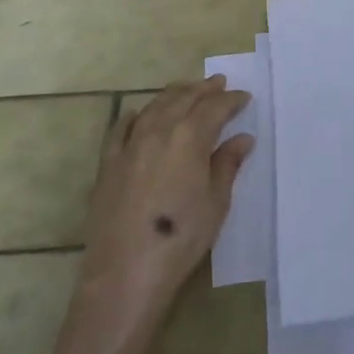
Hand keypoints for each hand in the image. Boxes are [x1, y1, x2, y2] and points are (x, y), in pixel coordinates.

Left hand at [76, 75, 252, 329]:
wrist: (125, 271)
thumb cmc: (181, 238)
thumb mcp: (215, 203)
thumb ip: (227, 165)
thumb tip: (242, 139)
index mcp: (190, 137)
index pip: (215, 108)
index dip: (231, 100)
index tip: (244, 97)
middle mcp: (159, 130)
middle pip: (183, 99)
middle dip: (203, 89)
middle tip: (218, 82)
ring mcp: (130, 145)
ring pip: (154, 107)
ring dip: (173, 94)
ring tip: (186, 90)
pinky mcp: (108, 163)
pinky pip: (121, 128)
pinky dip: (134, 116)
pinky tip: (138, 113)